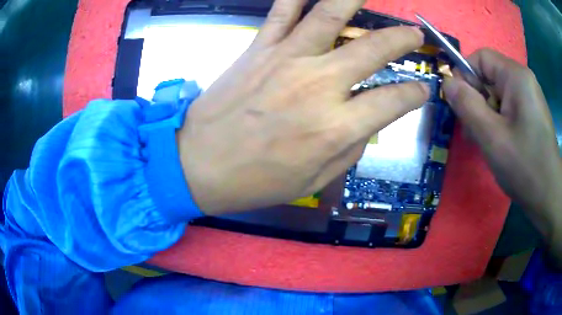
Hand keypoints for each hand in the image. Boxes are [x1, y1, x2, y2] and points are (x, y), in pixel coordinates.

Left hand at [177, 0, 428, 214]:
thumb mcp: (314, 180)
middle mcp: (318, 85)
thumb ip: (349, 147)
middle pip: (372, 49)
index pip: (393, 101)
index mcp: (336, 128)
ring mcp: (286, 60)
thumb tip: (367, 121)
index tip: (423, 90)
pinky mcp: (258, 49)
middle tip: (414, 34)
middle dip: (401, 39)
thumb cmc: (256, 181)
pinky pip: (280, 12)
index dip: (414, 94)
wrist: (199, 165)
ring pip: (328, 15)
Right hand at [443, 49, 561, 259]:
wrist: (549, 197)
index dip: (465, 76)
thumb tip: (447, 83)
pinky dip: (498, 123)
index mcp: (516, 76)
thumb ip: (466, 105)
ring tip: (488, 143)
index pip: (481, 58)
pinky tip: (500, 144)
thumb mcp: (491, 137)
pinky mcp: (531, 113)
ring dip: (487, 116)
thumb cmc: (524, 167)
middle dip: (477, 101)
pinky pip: (508, 108)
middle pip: (489, 77)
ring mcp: (529, 97)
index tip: (461, 106)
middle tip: (474, 133)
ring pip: (497, 95)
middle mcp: (523, 80)